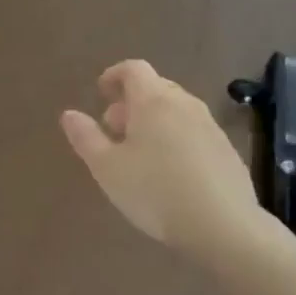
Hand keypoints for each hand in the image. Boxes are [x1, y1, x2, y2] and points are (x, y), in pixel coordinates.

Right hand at [61, 60, 271, 258]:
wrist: (224, 225)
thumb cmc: (154, 191)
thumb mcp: (107, 168)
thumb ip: (86, 137)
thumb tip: (69, 114)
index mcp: (153, 101)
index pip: (133, 69)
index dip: (114, 75)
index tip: (100, 92)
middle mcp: (184, 104)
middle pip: (156, 87)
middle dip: (131, 101)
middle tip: (113, 128)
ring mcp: (210, 126)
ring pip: (176, 109)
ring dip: (154, 120)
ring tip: (139, 152)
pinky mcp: (226, 150)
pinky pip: (193, 131)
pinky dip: (175, 137)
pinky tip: (169, 171)